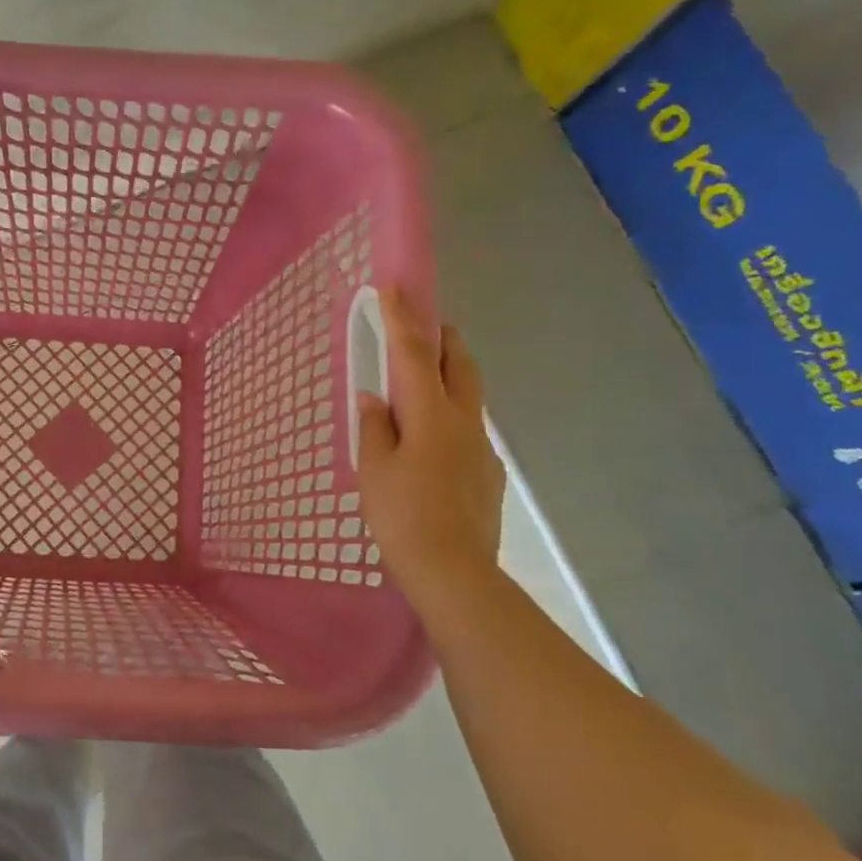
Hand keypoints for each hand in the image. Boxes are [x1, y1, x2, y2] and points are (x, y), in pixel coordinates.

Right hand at [357, 290, 504, 599]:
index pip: (414, 354)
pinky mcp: (488, 473)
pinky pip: (469, 428)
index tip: (393, 288)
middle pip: (459, 365)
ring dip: (451, 374)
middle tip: (426, 324)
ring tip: (426, 378)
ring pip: (469, 396)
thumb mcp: (373, 470)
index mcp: (430, 415)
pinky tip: (432, 439)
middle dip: (443, 338)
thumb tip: (375, 398)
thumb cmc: (402, 516)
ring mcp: (481, 447)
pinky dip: (451, 414)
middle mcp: (464, 422)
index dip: (402, 319)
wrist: (453, 572)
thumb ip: (374, 427)